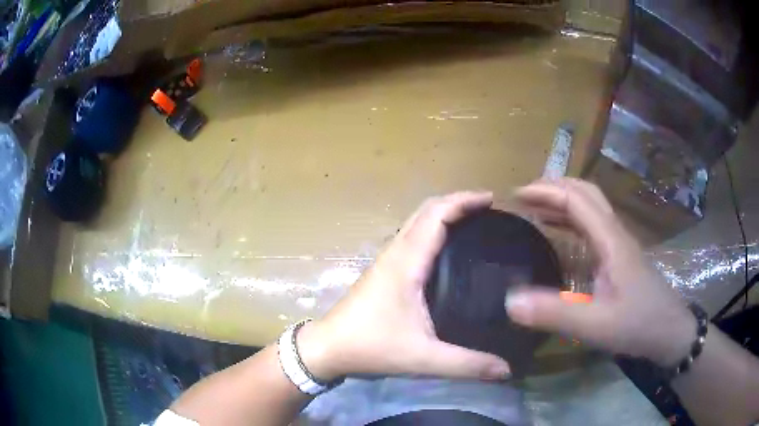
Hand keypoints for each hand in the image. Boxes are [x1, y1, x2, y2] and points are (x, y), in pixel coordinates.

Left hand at [297, 192, 511, 381]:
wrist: (327, 347)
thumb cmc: (371, 347)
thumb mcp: (423, 359)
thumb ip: (467, 365)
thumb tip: (507, 370)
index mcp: (406, 263)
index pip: (436, 215)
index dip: (464, 201)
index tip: (491, 199)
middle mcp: (395, 253)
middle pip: (426, 210)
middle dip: (457, 202)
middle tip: (487, 208)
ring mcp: (386, 260)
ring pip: (416, 222)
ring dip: (443, 213)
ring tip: (473, 221)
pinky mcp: (383, 270)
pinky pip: (411, 236)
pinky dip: (432, 229)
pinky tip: (447, 247)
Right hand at [505, 178, 694, 366]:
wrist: (669, 332)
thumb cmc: (637, 325)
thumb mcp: (595, 324)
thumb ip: (555, 313)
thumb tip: (509, 300)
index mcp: (611, 240)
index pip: (577, 200)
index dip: (546, 191)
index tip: (516, 196)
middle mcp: (615, 234)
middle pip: (586, 193)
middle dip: (554, 187)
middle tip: (524, 197)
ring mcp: (619, 244)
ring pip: (591, 208)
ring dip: (563, 202)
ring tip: (536, 210)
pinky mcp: (620, 258)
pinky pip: (593, 227)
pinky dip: (572, 221)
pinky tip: (561, 237)